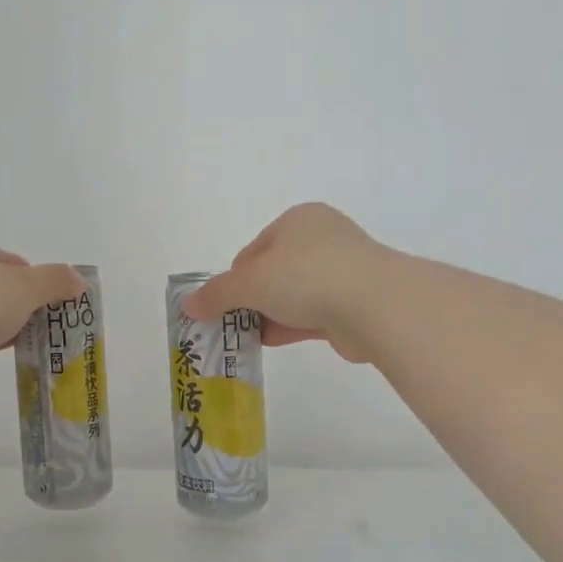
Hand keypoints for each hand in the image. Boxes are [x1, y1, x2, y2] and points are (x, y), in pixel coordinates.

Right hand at [182, 204, 387, 363]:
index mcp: (298, 220)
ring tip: (248, 337)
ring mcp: (344, 271)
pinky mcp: (356, 303)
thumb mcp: (249, 283)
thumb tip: (187, 305)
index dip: (235, 277)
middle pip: (274, 272)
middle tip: (233, 323)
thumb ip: (217, 294)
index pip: (254, 249)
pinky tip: (273, 341)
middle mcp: (323, 239)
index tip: (224, 303)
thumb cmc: (305, 276)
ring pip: (295, 294)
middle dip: (253, 298)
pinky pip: (314, 313)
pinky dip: (292, 326)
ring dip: (272, 314)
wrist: (374, 304)